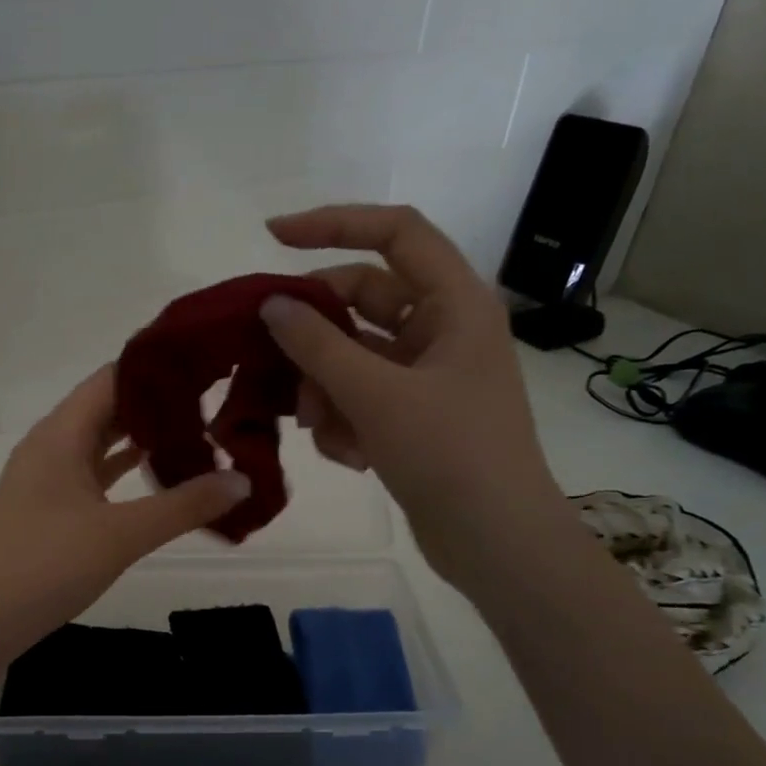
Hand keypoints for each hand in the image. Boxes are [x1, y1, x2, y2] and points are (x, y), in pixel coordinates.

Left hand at [0, 366, 251, 663]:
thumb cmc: (46, 565)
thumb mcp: (122, 534)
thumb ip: (184, 506)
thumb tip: (244, 481)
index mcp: (61, 433)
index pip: (114, 377)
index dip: (158, 369)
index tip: (207, 366)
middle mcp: (50, 444)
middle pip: (108, 406)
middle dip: (158, 404)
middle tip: (215, 401)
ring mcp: (45, 477)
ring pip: (100, 442)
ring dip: (142, 438)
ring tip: (198, 434)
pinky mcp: (46, 507)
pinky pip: (91, 473)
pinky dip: (123, 470)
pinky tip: (156, 476)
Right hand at [257, 204, 566, 587]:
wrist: (495, 541)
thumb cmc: (448, 453)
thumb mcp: (375, 394)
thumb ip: (317, 344)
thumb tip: (270, 305)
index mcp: (454, 303)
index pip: (394, 233)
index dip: (334, 224)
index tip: (272, 237)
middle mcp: (442, 329)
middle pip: (361, 302)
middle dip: (316, 337)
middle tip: (273, 363)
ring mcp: (427, 375)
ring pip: (353, 356)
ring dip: (325, 388)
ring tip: (321, 430)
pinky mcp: (413, 415)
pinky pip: (362, 397)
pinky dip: (345, 421)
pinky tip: (349, 457)